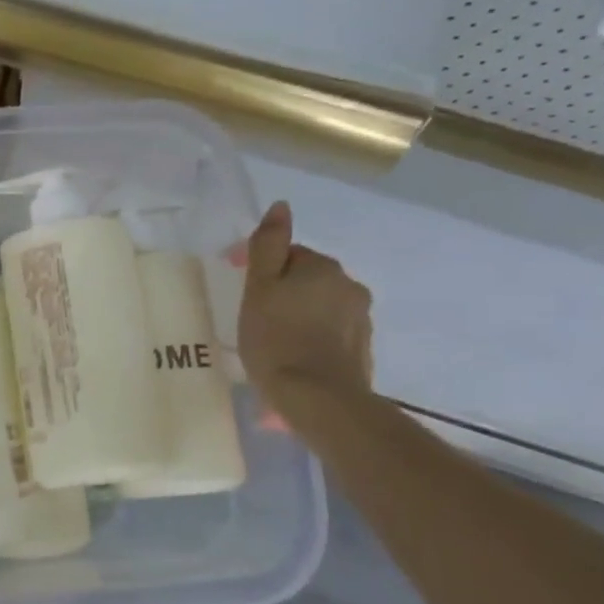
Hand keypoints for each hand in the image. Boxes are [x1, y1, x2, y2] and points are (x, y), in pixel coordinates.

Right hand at [239, 202, 374, 418]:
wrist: (317, 397)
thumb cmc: (276, 338)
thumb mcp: (259, 288)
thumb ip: (268, 246)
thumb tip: (280, 206)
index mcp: (322, 268)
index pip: (290, 255)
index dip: (264, 269)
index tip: (242, 291)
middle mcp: (349, 286)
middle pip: (308, 280)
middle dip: (285, 292)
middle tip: (255, 317)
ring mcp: (360, 319)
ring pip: (320, 306)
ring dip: (299, 315)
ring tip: (273, 341)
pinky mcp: (361, 349)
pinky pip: (330, 333)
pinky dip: (312, 338)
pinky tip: (293, 357)